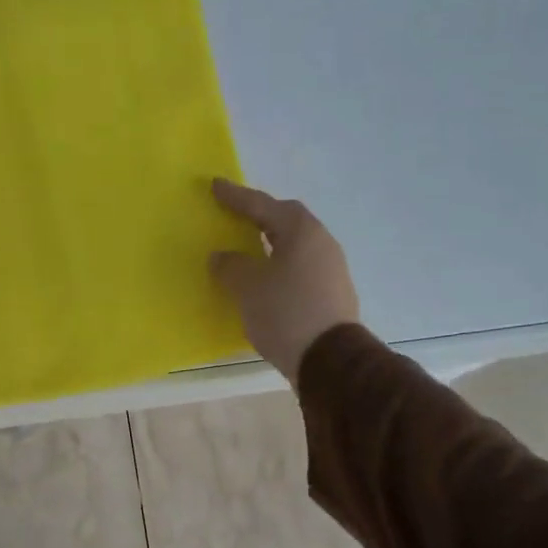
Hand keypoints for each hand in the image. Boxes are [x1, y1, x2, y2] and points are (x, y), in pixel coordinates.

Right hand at [209, 178, 360, 382]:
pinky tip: (266, 280)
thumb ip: (230, 266)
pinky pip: (300, 269)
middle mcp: (322, 243)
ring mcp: (331, 270)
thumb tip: (222, 256)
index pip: (263, 205)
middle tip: (236, 215)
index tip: (215, 186)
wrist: (330, 361)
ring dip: (271, 245)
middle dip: (259, 217)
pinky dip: (280, 268)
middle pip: (286, 221)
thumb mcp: (247, 287)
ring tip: (248, 249)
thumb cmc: (285, 313)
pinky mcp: (332, 294)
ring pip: (295, 247)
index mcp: (302, 232)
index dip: (237, 197)